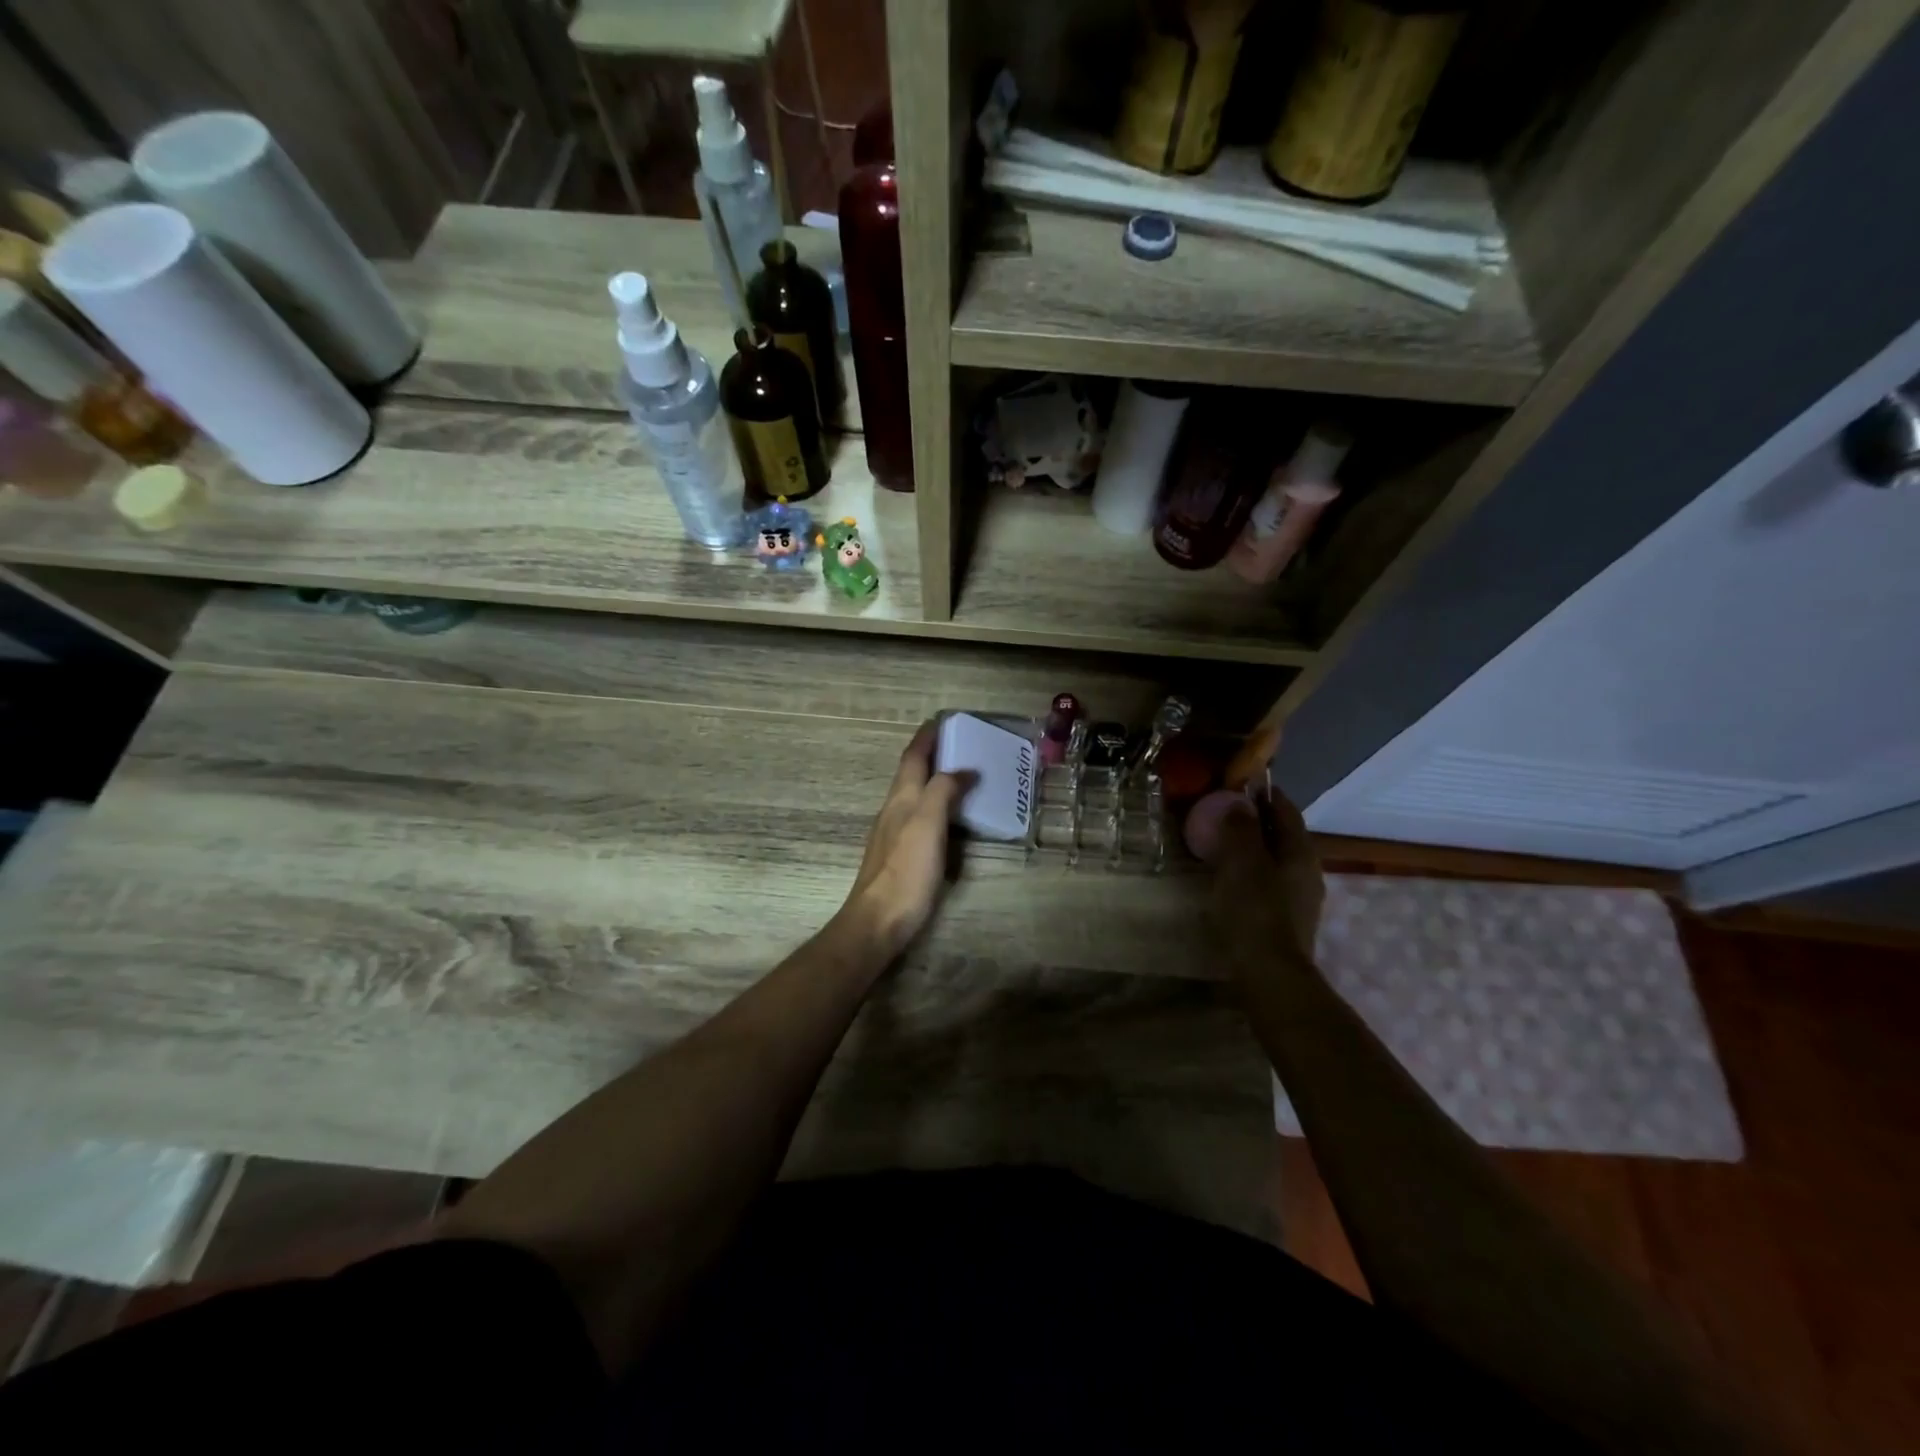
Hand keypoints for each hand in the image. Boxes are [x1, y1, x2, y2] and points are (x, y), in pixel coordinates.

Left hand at [839, 723, 972, 957]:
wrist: (879, 920)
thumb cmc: (906, 870)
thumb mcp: (927, 823)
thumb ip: (943, 791)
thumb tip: (963, 769)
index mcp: (901, 799)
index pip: (912, 758)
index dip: (925, 738)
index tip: (941, 720)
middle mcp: (894, 811)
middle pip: (910, 774)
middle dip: (930, 755)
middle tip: (958, 744)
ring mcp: (894, 834)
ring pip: (914, 796)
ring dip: (933, 780)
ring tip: (959, 775)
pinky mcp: (900, 856)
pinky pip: (919, 818)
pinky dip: (935, 806)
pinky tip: (948, 818)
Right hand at [1212, 789, 1324, 967]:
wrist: (1270, 975)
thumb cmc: (1255, 912)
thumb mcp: (1241, 862)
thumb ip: (1241, 829)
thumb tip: (1239, 802)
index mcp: (1300, 851)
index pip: (1285, 809)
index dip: (1264, 793)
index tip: (1238, 782)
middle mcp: (1307, 871)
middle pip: (1283, 834)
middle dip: (1257, 820)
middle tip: (1223, 812)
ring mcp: (1300, 898)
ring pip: (1276, 860)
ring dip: (1253, 847)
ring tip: (1221, 844)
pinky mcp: (1287, 920)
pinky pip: (1269, 882)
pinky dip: (1251, 872)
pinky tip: (1229, 879)